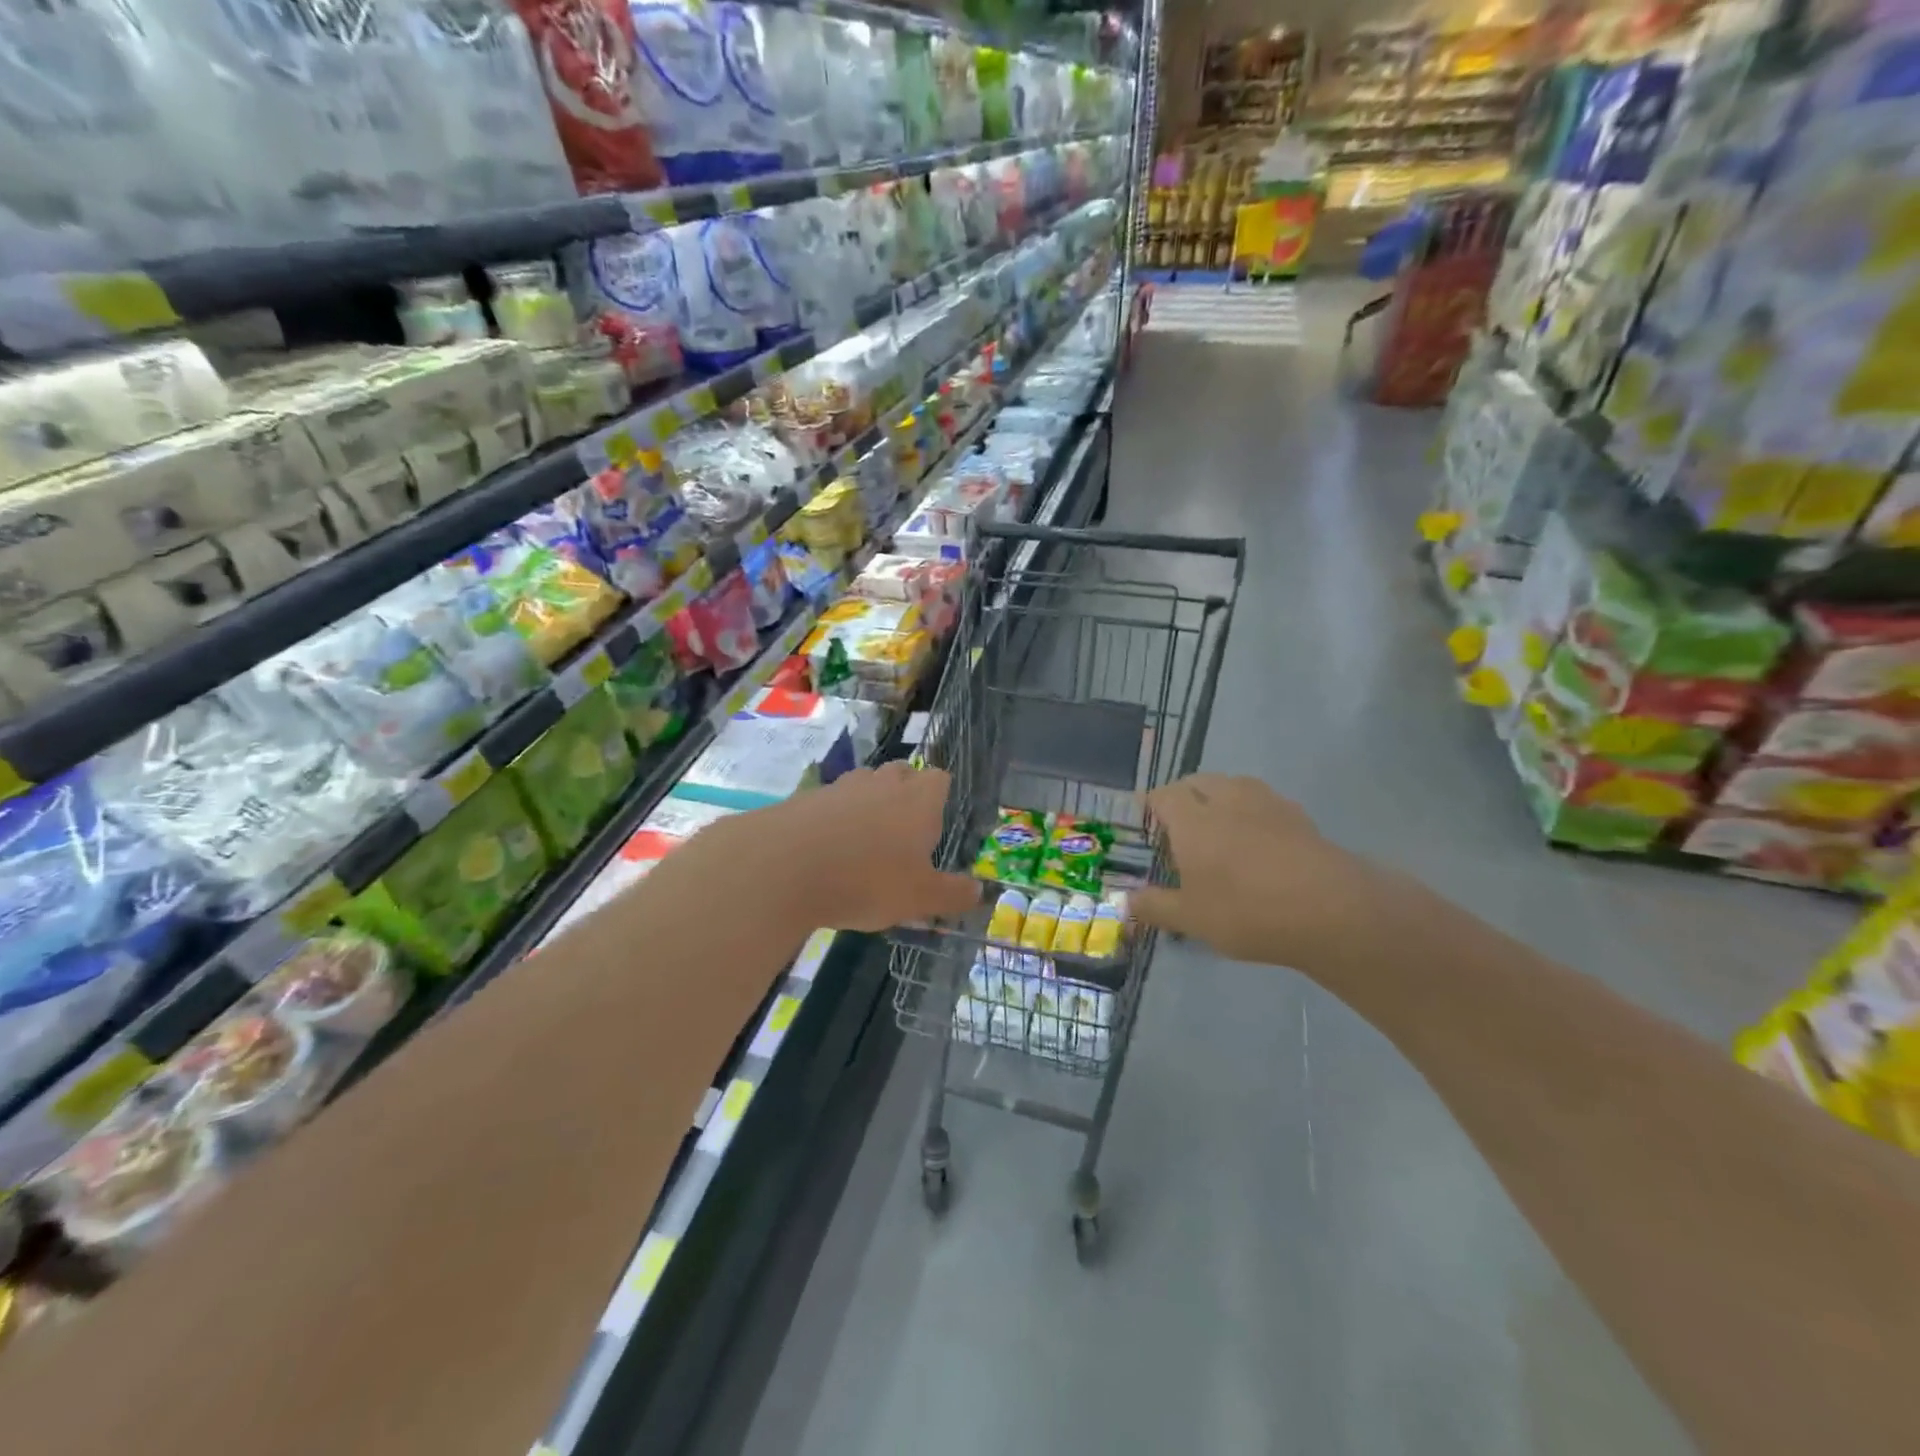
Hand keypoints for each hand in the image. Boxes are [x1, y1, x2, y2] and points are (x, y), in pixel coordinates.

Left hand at [724, 762, 979, 932]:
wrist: (784, 866)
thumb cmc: (867, 880)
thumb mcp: (919, 899)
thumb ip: (952, 895)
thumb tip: (979, 891)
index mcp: (919, 800)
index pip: (940, 779)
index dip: (940, 798)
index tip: (935, 826)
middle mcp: (883, 783)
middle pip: (902, 773)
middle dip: (906, 795)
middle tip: (903, 834)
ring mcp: (842, 786)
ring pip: (865, 784)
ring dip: (869, 805)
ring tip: (864, 843)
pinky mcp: (807, 798)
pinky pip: (831, 802)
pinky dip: (834, 819)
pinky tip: (827, 851)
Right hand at [1133, 774, 1387, 970]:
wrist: (1330, 909)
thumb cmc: (1246, 911)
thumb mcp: (1191, 918)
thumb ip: (1155, 907)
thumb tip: (1125, 903)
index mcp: (1193, 820)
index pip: (1164, 795)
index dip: (1152, 803)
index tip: (1146, 816)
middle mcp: (1226, 800)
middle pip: (1199, 781)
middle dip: (1184, 794)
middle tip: (1179, 821)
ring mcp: (1266, 804)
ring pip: (1234, 784)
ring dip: (1220, 795)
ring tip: (1218, 822)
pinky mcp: (1299, 816)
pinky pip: (1264, 801)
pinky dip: (1252, 810)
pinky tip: (1258, 836)